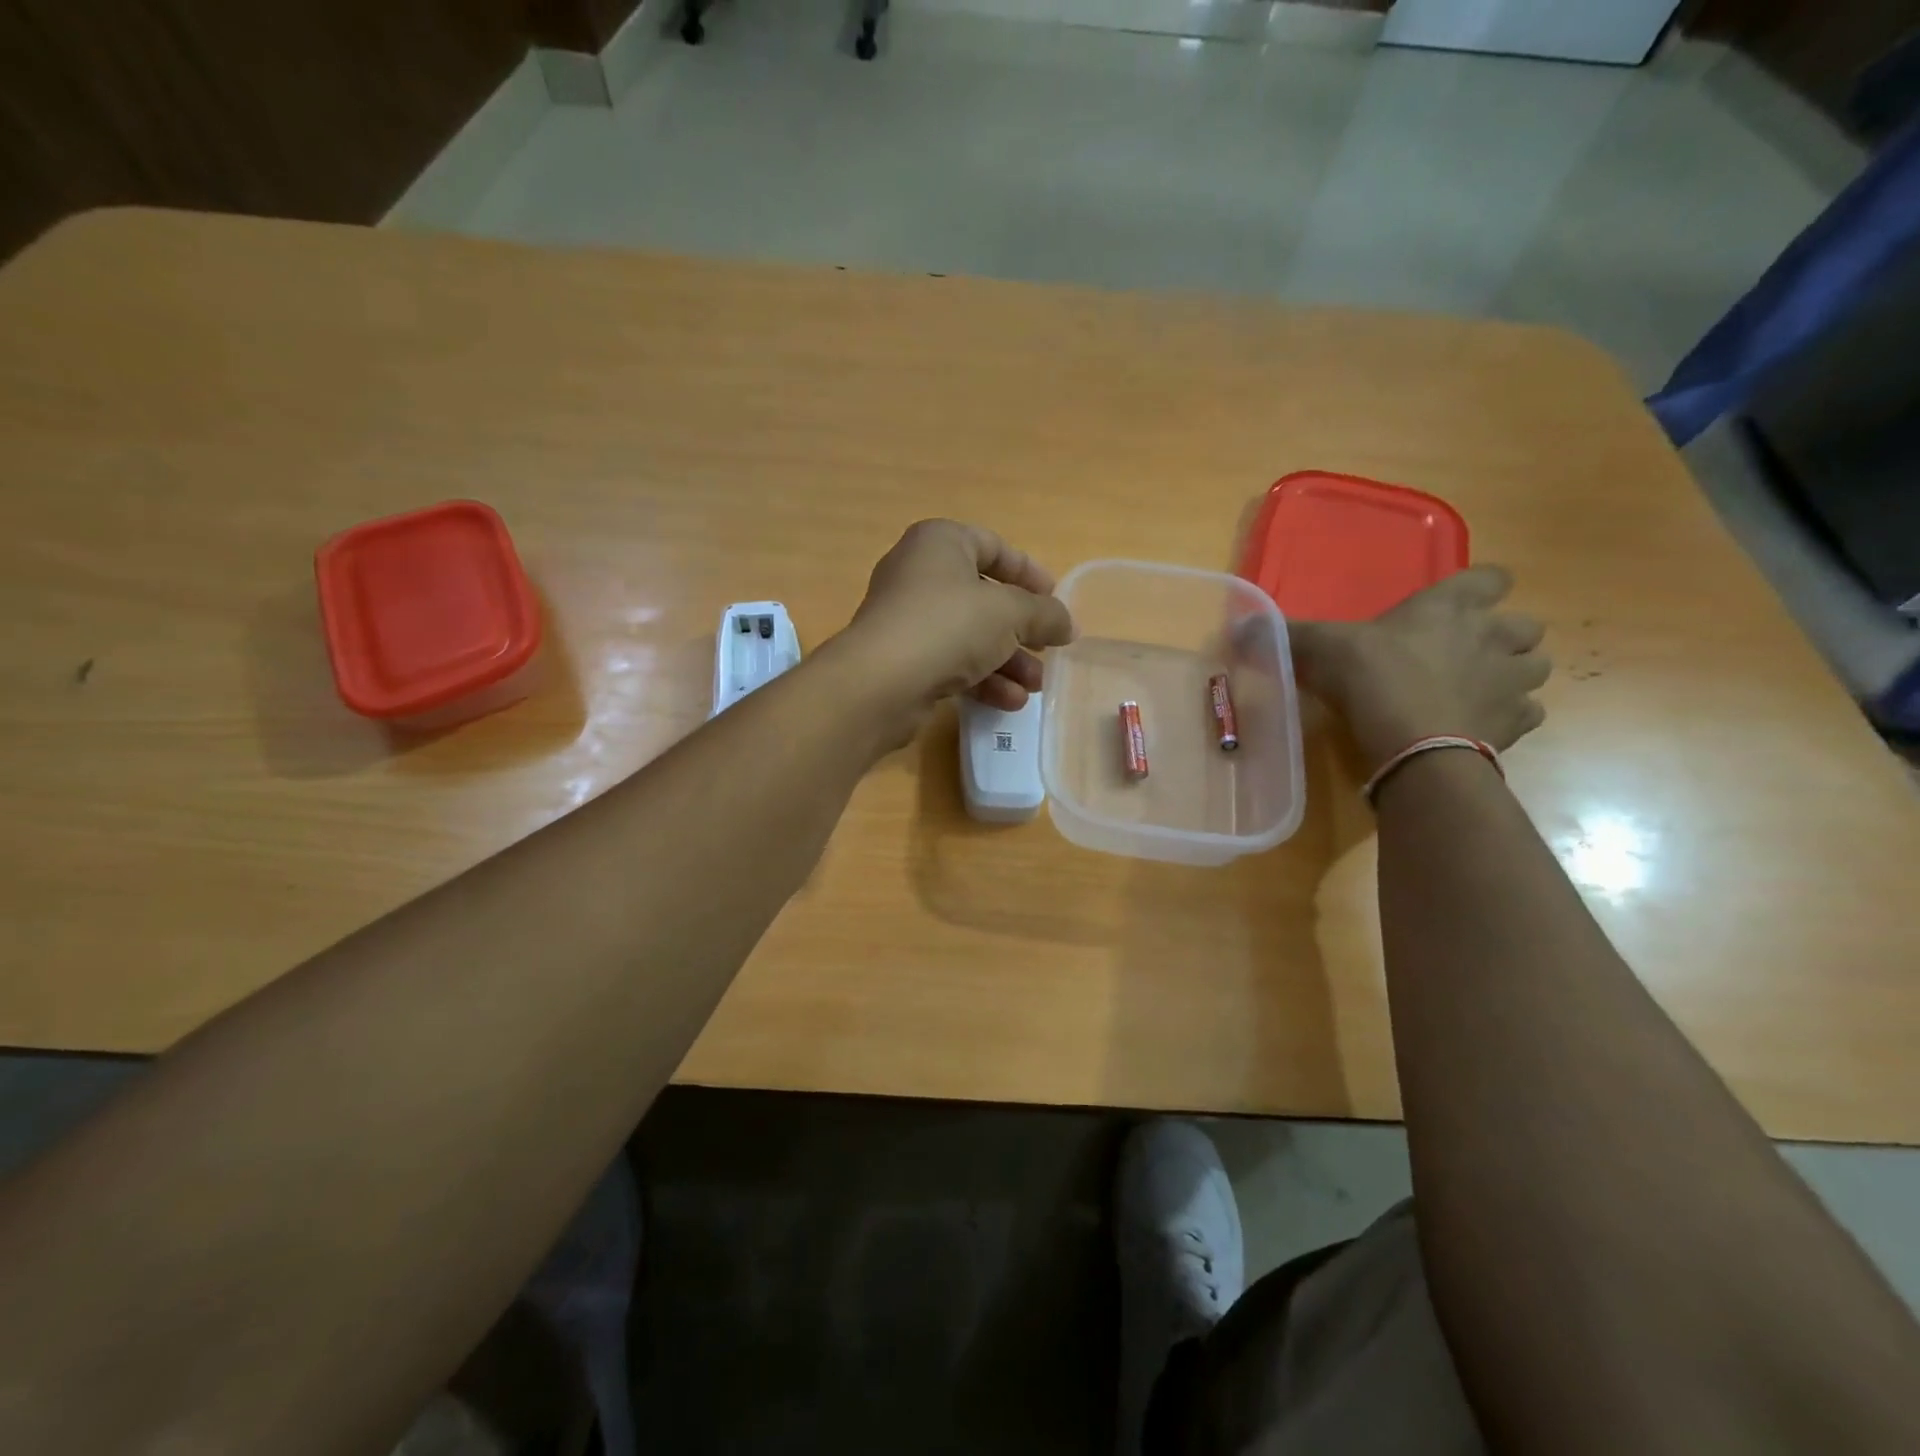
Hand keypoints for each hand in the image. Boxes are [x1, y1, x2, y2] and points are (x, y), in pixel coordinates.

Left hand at [831, 519, 1074, 737]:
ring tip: (1035, 687)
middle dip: (1021, 629)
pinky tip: (1009, 702)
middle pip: (983, 597)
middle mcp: (919, 574)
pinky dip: (981, 679)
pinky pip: (950, 662)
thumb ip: (1045, 614)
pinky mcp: (902, 659)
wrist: (881, 682)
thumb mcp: (1010, 613)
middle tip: (1048, 649)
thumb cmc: (948, 625)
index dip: (1028, 572)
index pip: (992, 546)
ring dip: (1007, 661)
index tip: (1054, 598)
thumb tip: (1068, 624)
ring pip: (969, 635)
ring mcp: (907, 619)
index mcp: (940, 543)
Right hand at [1292, 565, 1549, 773]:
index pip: (1492, 577)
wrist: (1413, 744)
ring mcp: (1511, 681)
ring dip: (1513, 674)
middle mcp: (1493, 636)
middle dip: (1502, 637)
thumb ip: (1289, 634)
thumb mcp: (1322, 649)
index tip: (1456, 604)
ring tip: (1479, 689)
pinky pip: (1529, 713)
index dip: (1480, 588)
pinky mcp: (1516, 724)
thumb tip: (1240, 624)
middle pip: (1525, 625)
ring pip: (1535, 668)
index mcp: (1451, 607)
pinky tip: (1480, 724)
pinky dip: (1510, 716)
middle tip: (1466, 653)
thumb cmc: (1372, 679)